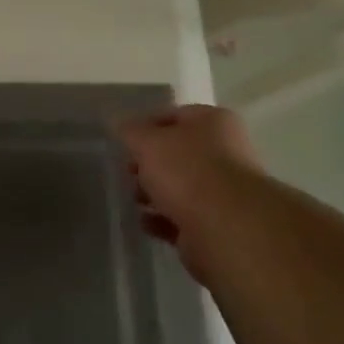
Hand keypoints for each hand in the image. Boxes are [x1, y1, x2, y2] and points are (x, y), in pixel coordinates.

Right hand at [117, 105, 265, 284]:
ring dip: (155, 192)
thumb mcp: (148, 141)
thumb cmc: (187, 170)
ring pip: (180, 186)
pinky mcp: (217, 225)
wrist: (225, 228)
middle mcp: (225, 152)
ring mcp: (223, 191)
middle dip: (149, 163)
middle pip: (178, 153)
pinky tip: (145, 222)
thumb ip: (130, 131)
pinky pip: (183, 217)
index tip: (123, 141)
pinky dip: (163, 219)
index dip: (146, 126)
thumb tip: (119, 123)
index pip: (174, 115)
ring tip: (134, 198)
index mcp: (214, 122)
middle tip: (128, 171)